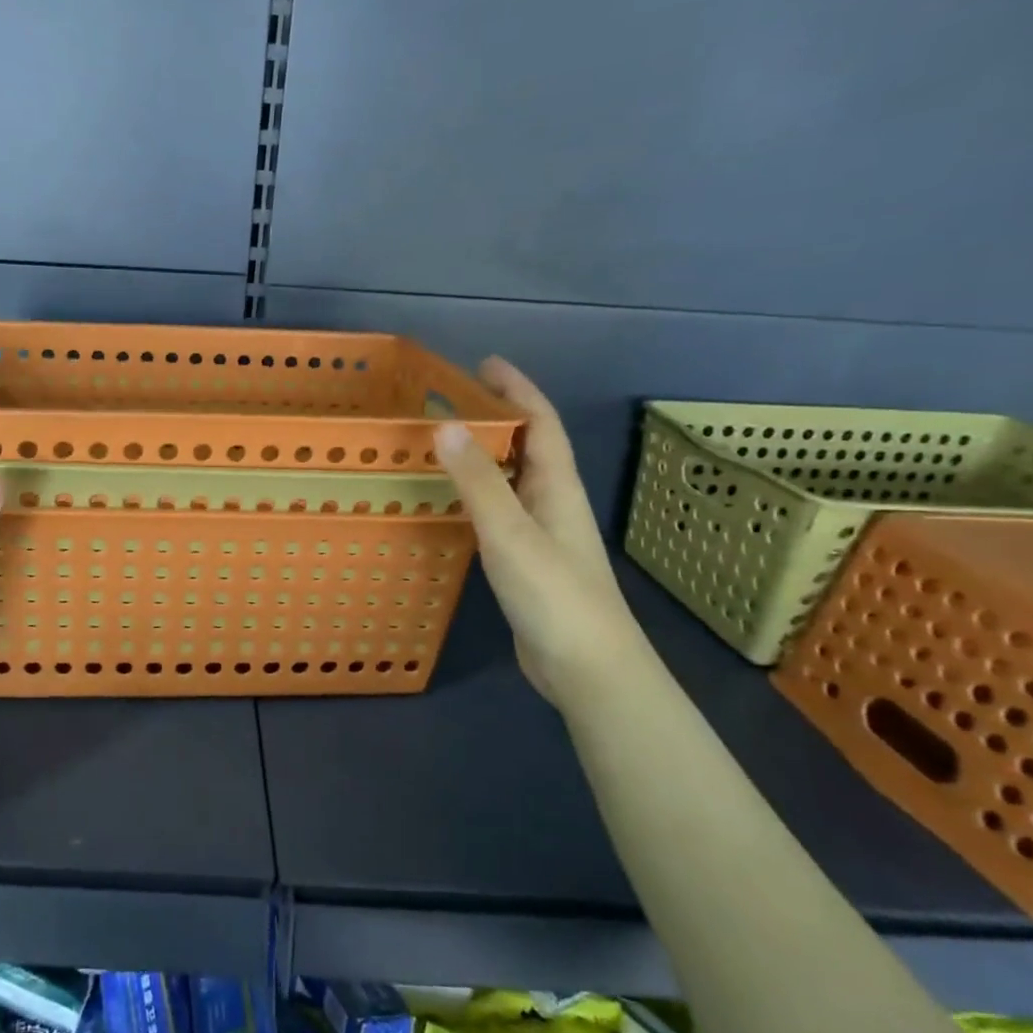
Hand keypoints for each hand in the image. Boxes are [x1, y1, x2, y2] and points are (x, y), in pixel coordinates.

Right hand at [434, 357, 650, 709]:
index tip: (484, 364)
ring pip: (513, 479)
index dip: (517, 388)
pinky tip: (453, 503)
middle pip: (528, 446)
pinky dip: (477, 494)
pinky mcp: (527, 562)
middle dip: (498, 415)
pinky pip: (500, 511)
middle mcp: (553, 503)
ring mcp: (542, 535)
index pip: (540, 423)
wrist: (587, 668)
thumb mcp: (510, 533)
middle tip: (453, 399)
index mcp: (557, 488)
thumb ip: (477, 481)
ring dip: (486, 454)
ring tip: (445, 441)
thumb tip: (445, 424)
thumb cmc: (553, 595)